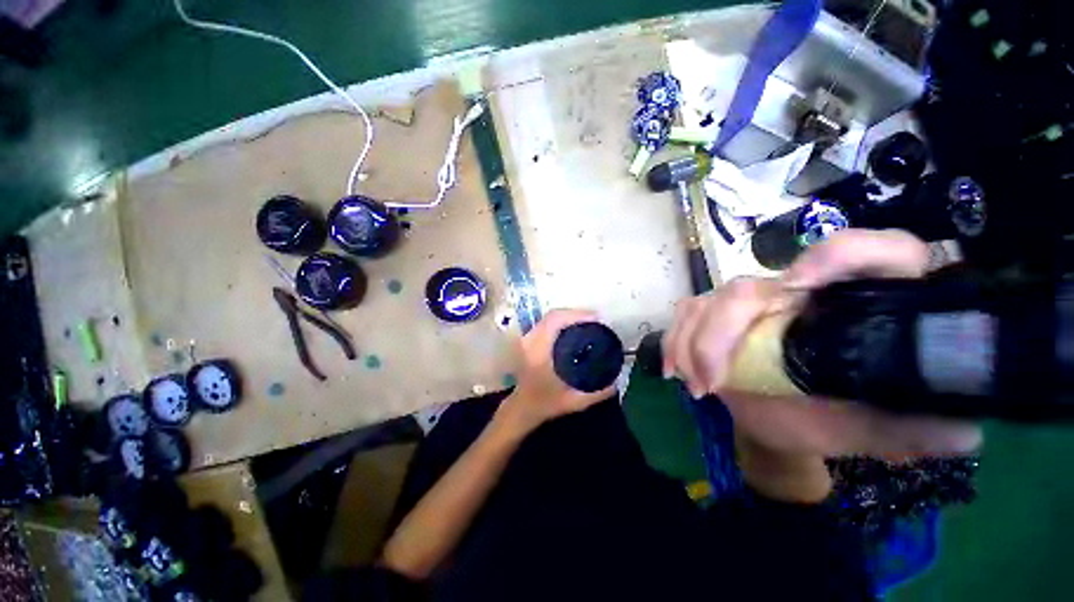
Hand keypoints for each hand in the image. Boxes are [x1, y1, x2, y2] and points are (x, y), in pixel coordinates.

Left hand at [498, 310, 616, 434]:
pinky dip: (561, 321)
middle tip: (596, 320)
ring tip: (588, 322)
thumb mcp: (574, 402)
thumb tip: (617, 380)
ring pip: (549, 317)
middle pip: (553, 315)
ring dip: (569, 316)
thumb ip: (597, 393)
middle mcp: (530, 341)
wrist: (522, 407)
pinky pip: (546, 323)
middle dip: (576, 313)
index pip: (555, 321)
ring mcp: (527, 339)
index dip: (576, 315)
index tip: (596, 319)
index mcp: (538, 352)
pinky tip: (574, 328)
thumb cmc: (545, 404)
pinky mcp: (528, 340)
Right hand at [663, 229, 981, 460]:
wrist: (779, 427)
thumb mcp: (874, 431)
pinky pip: (685, 316)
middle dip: (721, 332)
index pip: (872, 252)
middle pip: (751, 287)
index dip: (841, 254)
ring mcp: (750, 304)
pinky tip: (675, 370)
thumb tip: (961, 429)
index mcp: (854, 306)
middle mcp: (799, 293)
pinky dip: (675, 342)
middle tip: (712, 381)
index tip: (799, 287)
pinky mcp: (715, 316)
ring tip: (697, 385)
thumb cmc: (827, 423)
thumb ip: (914, 428)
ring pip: (709, 301)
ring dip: (692, 343)